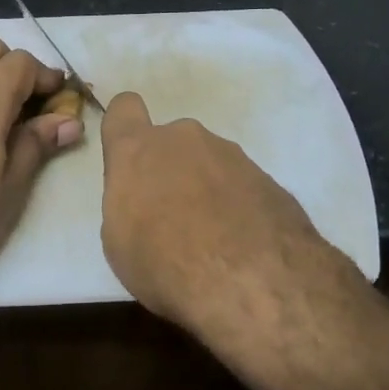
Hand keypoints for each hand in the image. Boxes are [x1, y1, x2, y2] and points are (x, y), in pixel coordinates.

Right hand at [99, 91, 345, 333]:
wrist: (250, 280)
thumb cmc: (164, 262)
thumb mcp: (119, 242)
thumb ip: (129, 205)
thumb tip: (144, 204)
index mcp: (139, 150)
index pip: (124, 109)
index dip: (125, 128)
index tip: (130, 159)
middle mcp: (185, 140)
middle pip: (171, 143)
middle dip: (170, 170)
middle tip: (173, 218)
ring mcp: (232, 156)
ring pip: (210, 164)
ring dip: (207, 190)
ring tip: (213, 240)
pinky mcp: (269, 180)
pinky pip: (242, 187)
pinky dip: (239, 208)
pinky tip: (243, 247)